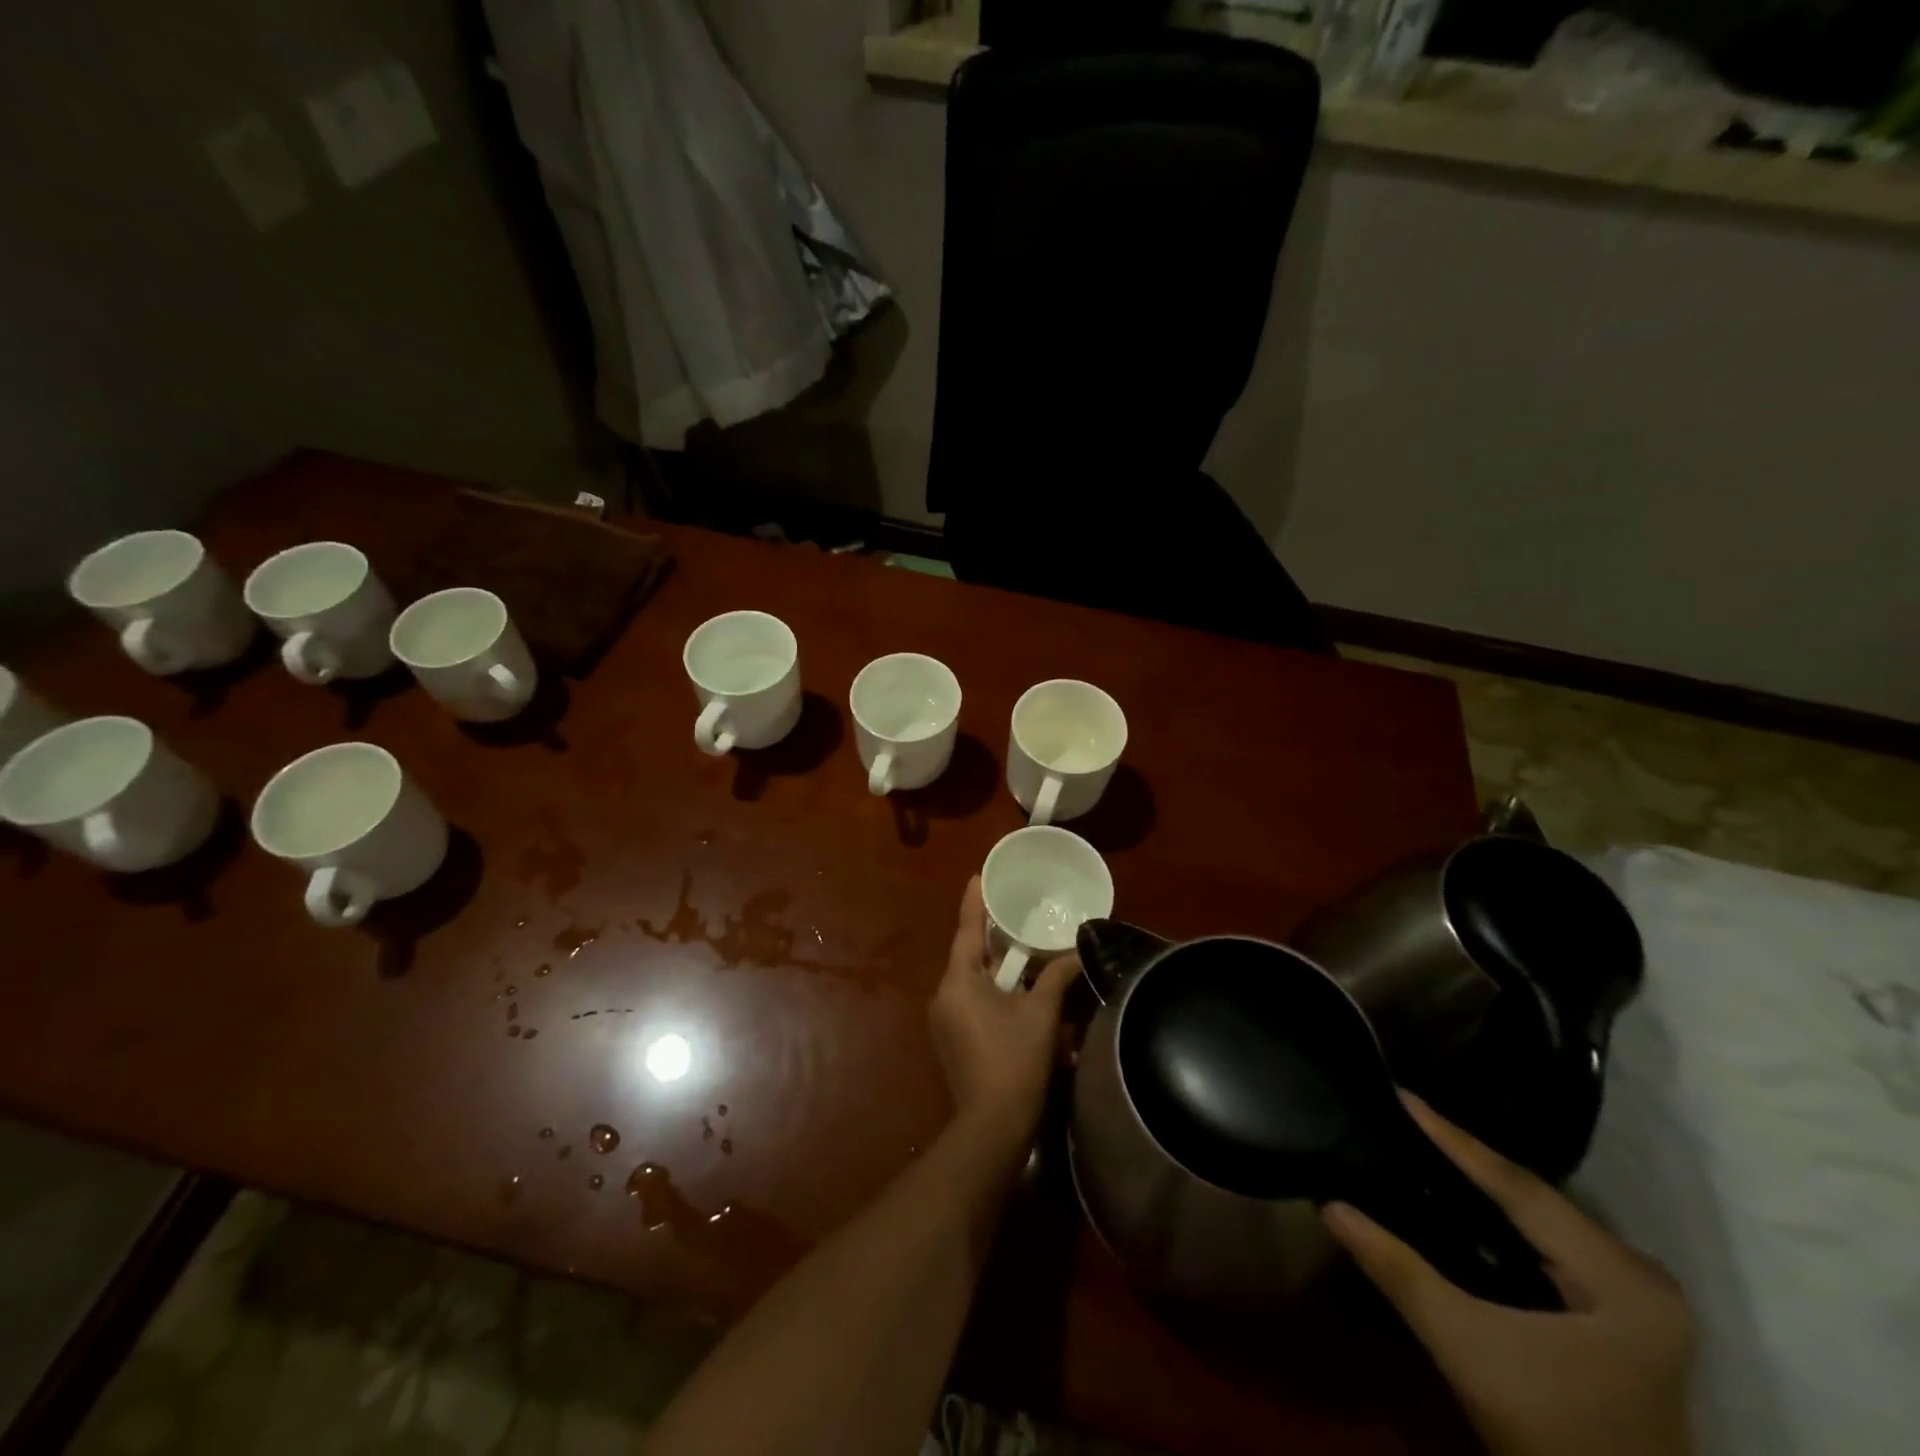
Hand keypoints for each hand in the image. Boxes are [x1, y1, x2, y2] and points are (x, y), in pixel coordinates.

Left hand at [928, 876, 1078, 1158]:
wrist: (993, 1125)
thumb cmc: (1016, 1060)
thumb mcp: (1041, 1013)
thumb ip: (1057, 977)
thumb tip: (1076, 953)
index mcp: (958, 981)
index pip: (967, 930)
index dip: (974, 902)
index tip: (977, 875)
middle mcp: (943, 995)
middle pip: (968, 955)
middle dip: (990, 935)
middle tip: (1010, 911)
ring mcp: (944, 1020)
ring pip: (970, 979)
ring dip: (993, 965)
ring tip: (1018, 946)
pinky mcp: (952, 1039)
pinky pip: (970, 999)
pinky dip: (990, 988)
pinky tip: (1013, 988)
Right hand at [1324, 1097, 1694, 1455]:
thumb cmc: (1549, 1431)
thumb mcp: (1465, 1347)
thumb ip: (1398, 1270)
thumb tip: (1331, 1205)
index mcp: (1621, 1278)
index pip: (1519, 1187)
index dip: (1453, 1139)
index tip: (1402, 1094)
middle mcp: (1642, 1274)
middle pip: (1534, 1197)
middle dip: (1465, 1156)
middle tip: (1403, 1114)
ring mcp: (1640, 1297)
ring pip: (1542, 1217)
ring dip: (1483, 1185)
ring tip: (1422, 1143)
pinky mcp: (1627, 1314)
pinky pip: (1552, 1241)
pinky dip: (1504, 1218)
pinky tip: (1463, 1201)